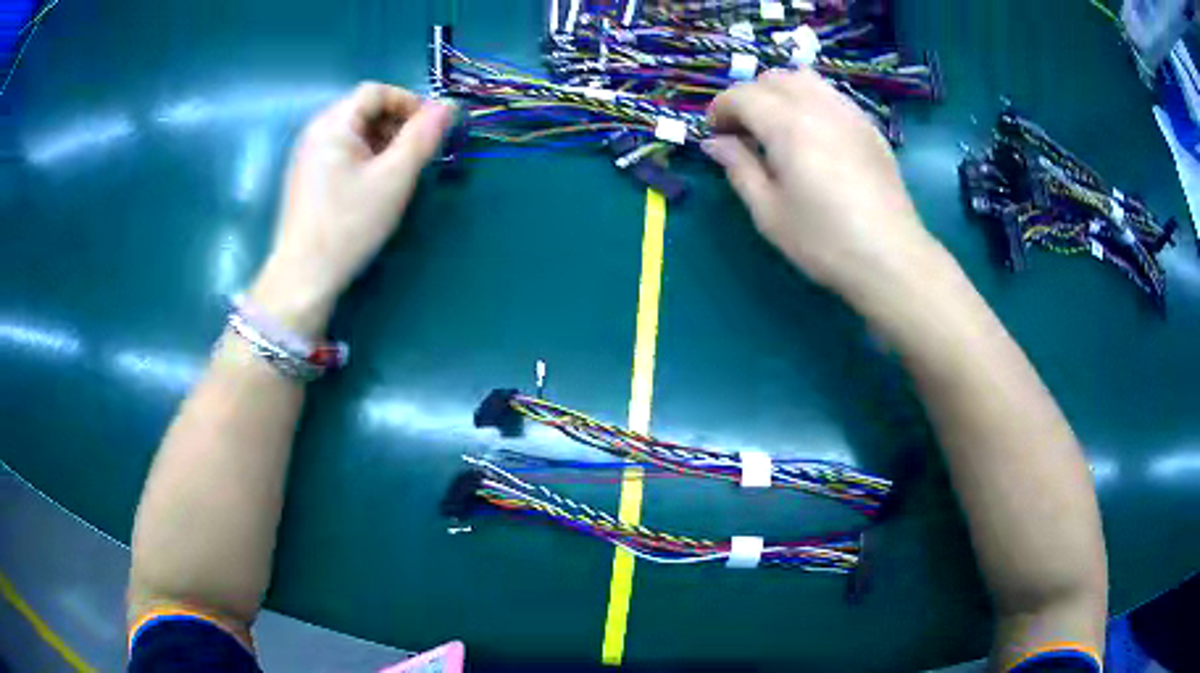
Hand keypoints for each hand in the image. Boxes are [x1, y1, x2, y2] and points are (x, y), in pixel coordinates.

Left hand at [253, 83, 454, 333]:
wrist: (303, 277)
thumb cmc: (349, 224)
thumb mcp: (394, 178)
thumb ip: (423, 137)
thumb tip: (449, 106)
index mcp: (333, 124)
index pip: (376, 91)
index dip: (409, 102)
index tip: (432, 128)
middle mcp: (316, 132)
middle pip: (364, 109)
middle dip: (397, 122)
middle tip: (419, 152)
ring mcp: (308, 156)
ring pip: (354, 132)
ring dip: (384, 141)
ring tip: (401, 171)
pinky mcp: (307, 178)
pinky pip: (342, 152)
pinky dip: (366, 157)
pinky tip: (376, 185)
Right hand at [703, 70, 939, 298]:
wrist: (890, 257)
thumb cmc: (824, 241)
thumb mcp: (768, 212)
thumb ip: (738, 168)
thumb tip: (715, 142)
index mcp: (787, 124)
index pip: (741, 94)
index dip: (720, 109)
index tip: (715, 135)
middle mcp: (818, 105)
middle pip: (772, 78)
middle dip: (748, 97)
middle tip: (744, 132)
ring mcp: (848, 112)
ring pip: (804, 78)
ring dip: (780, 92)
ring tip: (777, 126)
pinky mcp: (869, 126)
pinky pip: (831, 94)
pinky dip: (810, 100)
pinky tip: (812, 133)